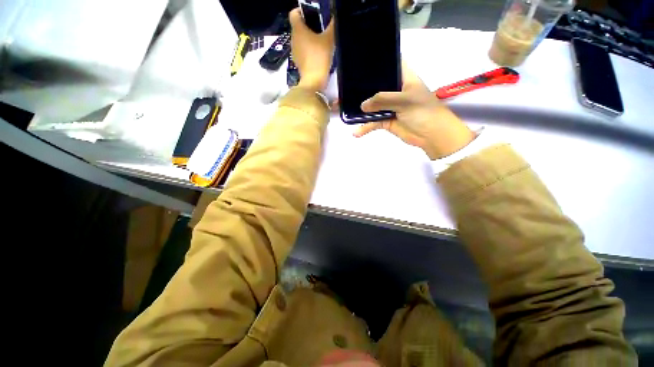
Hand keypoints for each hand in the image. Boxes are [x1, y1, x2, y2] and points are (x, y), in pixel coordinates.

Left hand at [289, 8, 334, 91]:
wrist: (313, 81)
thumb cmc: (319, 57)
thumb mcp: (329, 39)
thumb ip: (332, 26)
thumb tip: (335, 17)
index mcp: (298, 29)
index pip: (294, 13)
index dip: (301, 11)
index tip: (312, 15)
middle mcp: (293, 39)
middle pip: (298, 27)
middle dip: (308, 26)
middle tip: (320, 29)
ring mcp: (294, 52)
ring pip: (300, 40)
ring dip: (308, 39)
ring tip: (320, 43)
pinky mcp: (298, 62)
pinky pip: (302, 51)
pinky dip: (308, 51)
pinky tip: (317, 55)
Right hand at [354, 63, 474, 159]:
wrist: (431, 136)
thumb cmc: (423, 111)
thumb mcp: (405, 100)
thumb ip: (383, 100)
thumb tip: (362, 105)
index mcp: (404, 78)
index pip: (390, 64)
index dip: (377, 62)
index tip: (360, 61)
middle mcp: (395, 90)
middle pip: (377, 85)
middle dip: (363, 87)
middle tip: (345, 86)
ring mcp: (390, 106)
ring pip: (373, 105)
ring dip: (361, 109)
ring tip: (345, 110)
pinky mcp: (386, 120)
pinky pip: (373, 122)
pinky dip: (365, 127)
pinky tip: (356, 132)